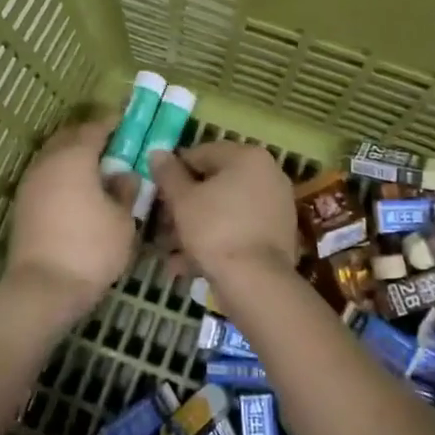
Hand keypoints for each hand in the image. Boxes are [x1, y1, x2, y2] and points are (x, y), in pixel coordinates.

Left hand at [5, 120, 136, 321]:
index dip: (113, 124)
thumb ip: (125, 190)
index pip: (95, 128)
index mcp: (74, 157)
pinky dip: (62, 175)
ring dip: (73, 156)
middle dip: (90, 136)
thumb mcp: (123, 220)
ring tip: (96, 169)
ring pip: (53, 156)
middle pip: (69, 137)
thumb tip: (124, 175)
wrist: (43, 288)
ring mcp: (30, 183)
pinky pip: (46, 176)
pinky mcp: (22, 205)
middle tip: (113, 145)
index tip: (128, 125)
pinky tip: (78, 191)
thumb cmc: (91, 249)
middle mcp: (48, 162)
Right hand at [148, 142, 299, 285]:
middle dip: (184, 205)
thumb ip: (168, 174)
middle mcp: (267, 174)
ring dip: (195, 226)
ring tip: (170, 251)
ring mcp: (276, 205)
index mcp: (247, 157)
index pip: (200, 154)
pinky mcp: (277, 234)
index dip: (173, 173)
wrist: (256, 281)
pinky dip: (216, 240)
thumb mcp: (182, 200)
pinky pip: (239, 229)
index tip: (156, 194)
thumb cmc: (215, 230)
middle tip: (161, 225)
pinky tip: (189, 264)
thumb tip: (158, 153)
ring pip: (224, 209)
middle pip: (214, 183)